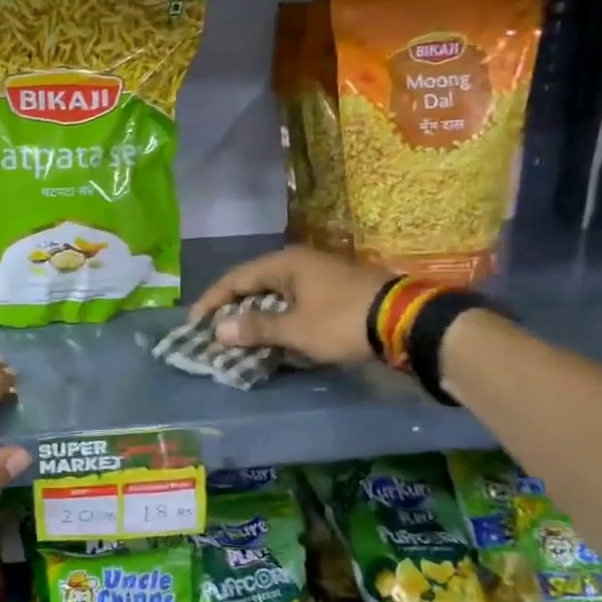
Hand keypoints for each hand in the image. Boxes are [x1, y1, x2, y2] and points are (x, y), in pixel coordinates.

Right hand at [190, 246, 392, 365]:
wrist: (406, 321)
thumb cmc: (342, 321)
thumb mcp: (295, 329)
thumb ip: (256, 328)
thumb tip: (219, 330)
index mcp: (285, 264)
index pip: (236, 278)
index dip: (213, 300)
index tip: (195, 323)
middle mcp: (300, 263)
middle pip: (255, 284)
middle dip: (234, 309)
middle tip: (215, 332)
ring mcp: (321, 276)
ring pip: (277, 295)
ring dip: (258, 316)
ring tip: (240, 338)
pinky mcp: (337, 292)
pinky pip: (296, 304)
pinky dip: (280, 319)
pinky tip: (276, 337)